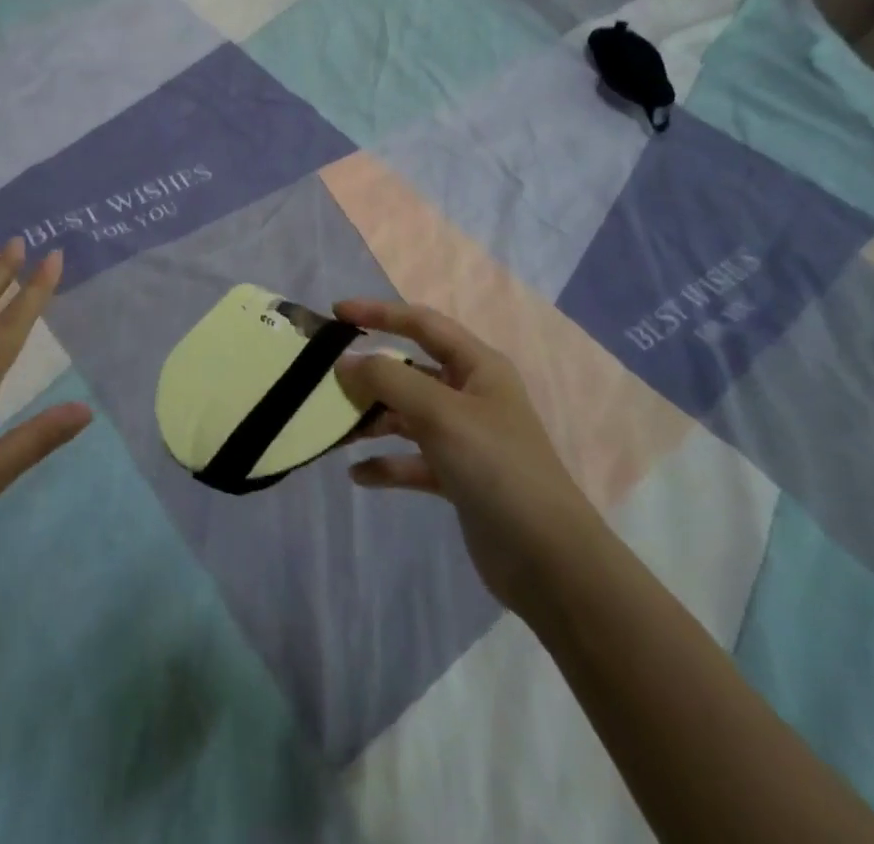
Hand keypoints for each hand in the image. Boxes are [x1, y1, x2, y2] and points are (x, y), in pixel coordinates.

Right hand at [333, 299, 597, 619]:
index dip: (380, 313)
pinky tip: (358, 475)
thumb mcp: (440, 414)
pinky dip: (386, 464)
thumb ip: (388, 381)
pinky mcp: (457, 478)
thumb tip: (345, 362)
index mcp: (478, 367)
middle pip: (410, 371)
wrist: (549, 561)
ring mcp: (464, 438)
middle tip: (325, 380)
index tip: (337, 313)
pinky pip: (412, 460)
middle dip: (369, 374)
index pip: (422, 324)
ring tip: (334, 431)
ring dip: (372, 421)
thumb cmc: (496, 467)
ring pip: (407, 416)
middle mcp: (470, 395)